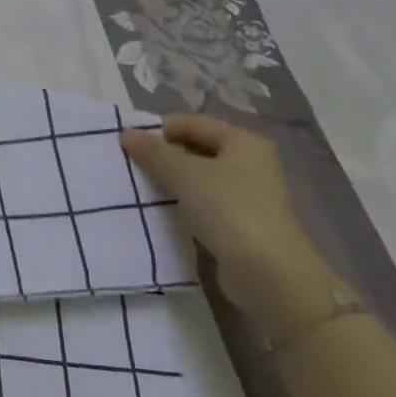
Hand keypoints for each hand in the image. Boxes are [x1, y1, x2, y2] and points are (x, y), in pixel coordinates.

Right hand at [120, 114, 341, 337]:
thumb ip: (154, 153)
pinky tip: (159, 210)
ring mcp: (245, 194)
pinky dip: (180, 202)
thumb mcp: (185, 175)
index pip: (191, 123)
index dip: (158, 130)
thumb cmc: (229, 211)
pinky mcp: (238, 221)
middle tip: (129, 167)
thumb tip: (126, 133)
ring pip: (196, 176)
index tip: (127, 145)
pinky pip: (201, 201)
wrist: (268, 274)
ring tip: (139, 188)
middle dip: (162, 156)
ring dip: (168, 180)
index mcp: (243, 142)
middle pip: (195, 148)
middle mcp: (248, 162)